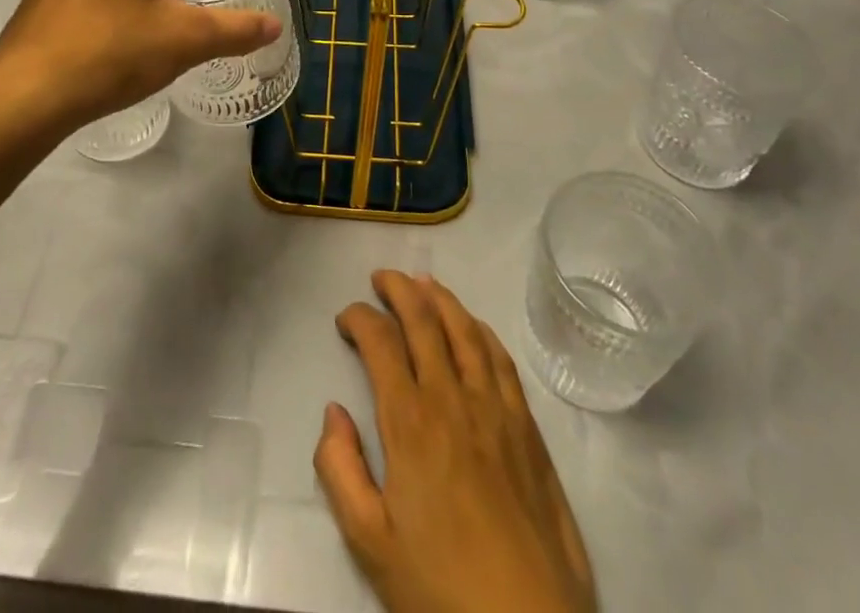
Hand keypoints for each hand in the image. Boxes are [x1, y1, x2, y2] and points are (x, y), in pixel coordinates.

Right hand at [317, 271, 595, 612]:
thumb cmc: (440, 589)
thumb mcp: (370, 543)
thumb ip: (340, 470)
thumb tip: (333, 411)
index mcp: (410, 422)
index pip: (381, 342)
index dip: (360, 318)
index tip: (346, 318)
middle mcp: (451, 398)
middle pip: (424, 320)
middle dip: (398, 289)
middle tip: (381, 277)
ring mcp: (494, 407)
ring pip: (464, 329)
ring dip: (440, 298)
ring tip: (422, 281)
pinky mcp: (526, 426)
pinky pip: (500, 359)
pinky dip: (480, 329)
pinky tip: (471, 325)